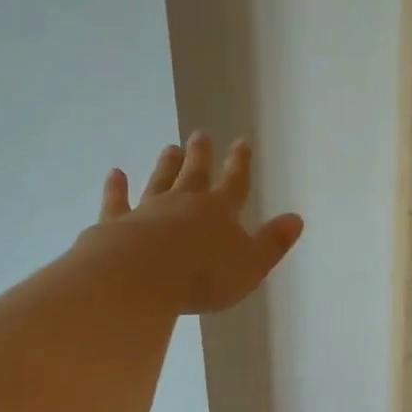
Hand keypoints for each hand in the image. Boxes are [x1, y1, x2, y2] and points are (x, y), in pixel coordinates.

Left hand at [93, 133, 303, 313]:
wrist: (142, 277)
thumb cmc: (204, 275)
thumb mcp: (251, 264)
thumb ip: (273, 242)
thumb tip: (296, 218)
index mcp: (220, 212)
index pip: (234, 183)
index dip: (240, 164)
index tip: (241, 142)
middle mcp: (184, 203)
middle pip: (195, 174)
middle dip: (201, 155)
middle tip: (199, 134)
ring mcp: (148, 210)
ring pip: (160, 182)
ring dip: (166, 166)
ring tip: (170, 148)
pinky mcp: (117, 223)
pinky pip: (118, 201)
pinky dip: (117, 188)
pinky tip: (115, 174)